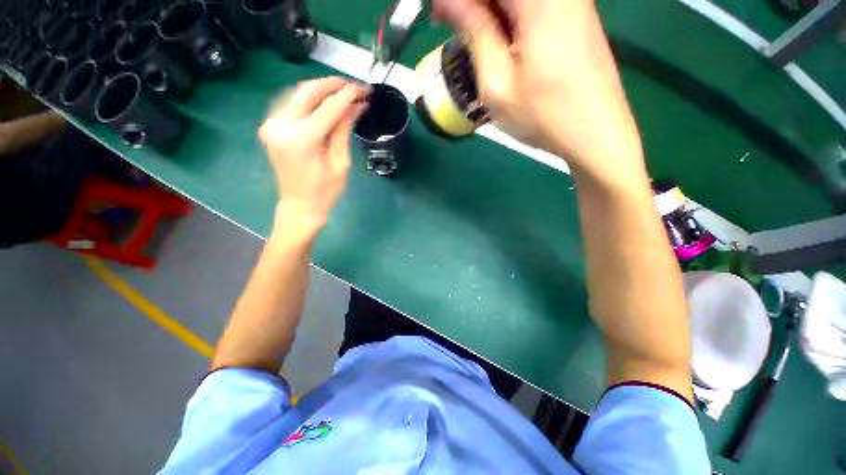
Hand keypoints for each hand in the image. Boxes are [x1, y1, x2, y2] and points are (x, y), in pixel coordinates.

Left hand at [259, 77, 368, 236]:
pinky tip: (324, 101)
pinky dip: (310, 99)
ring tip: (344, 92)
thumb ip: (344, 130)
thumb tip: (356, 106)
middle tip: (355, 86)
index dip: (349, 95)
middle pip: (309, 91)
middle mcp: (282, 125)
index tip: (365, 89)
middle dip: (334, 84)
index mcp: (302, 138)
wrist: (300, 205)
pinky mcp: (271, 126)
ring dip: (322, 89)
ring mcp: (272, 124)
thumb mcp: (341, 162)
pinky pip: (292, 103)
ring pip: (298, 93)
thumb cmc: (325, 191)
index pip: (329, 107)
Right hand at [433, 0, 645, 183]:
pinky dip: (508, 19)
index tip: (438, 14)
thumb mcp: (496, 81)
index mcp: (539, 0)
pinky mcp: (575, 16)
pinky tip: (496, 39)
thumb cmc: (542, 115)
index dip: (459, 0)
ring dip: (489, 13)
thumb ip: (474, 32)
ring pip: (516, 0)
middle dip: (472, 5)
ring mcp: (572, 1)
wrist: (595, 134)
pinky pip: (533, 8)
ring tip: (470, 38)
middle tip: (448, 24)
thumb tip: (449, 2)